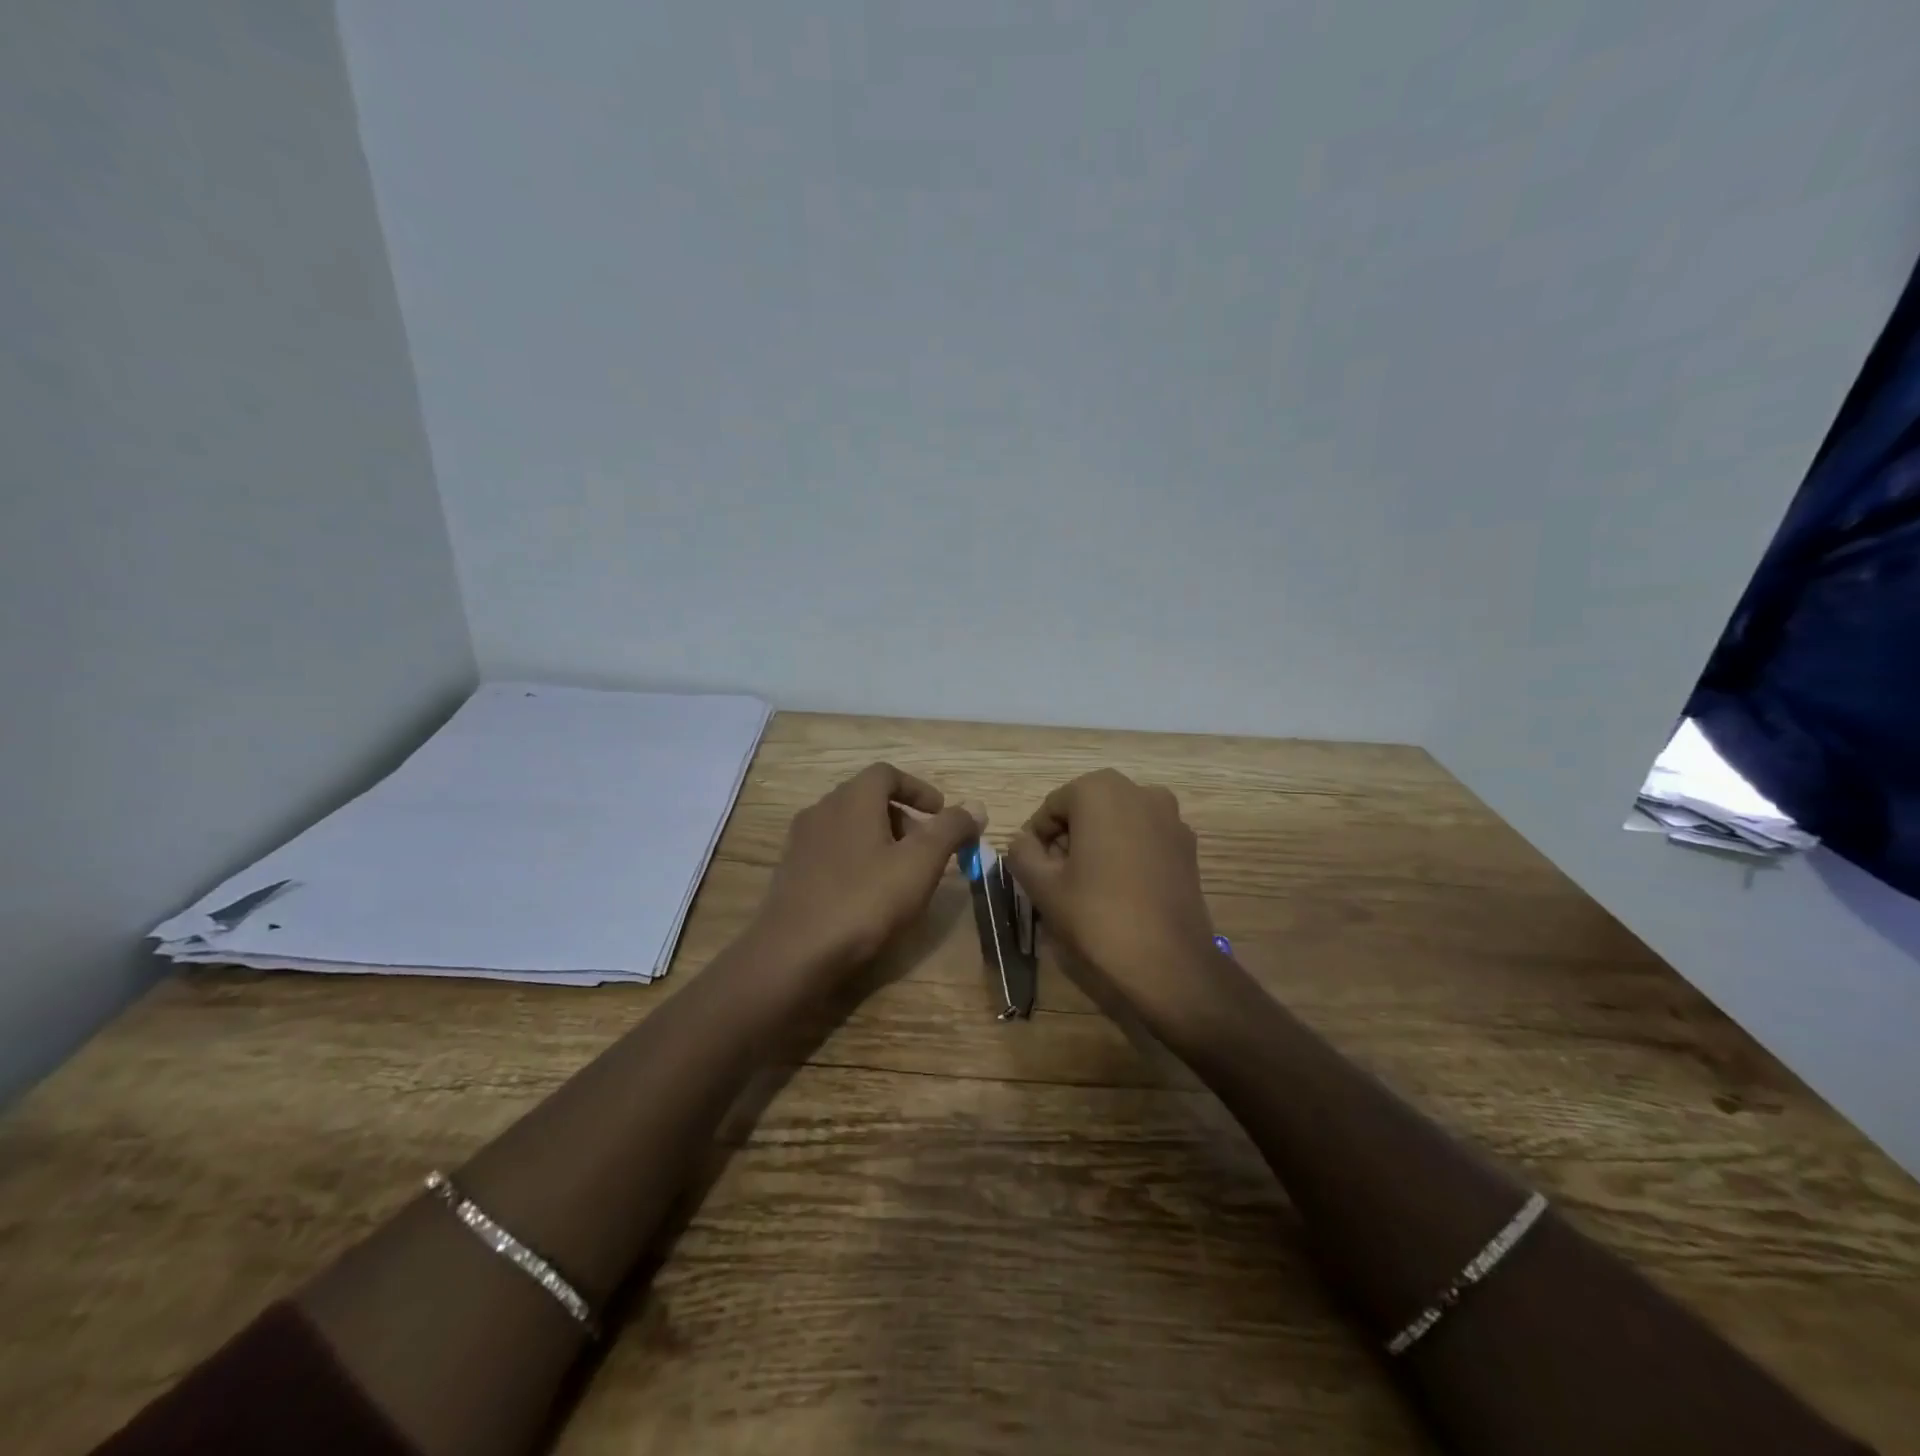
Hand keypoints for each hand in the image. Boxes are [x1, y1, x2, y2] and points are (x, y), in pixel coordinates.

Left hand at [752, 763, 982, 978]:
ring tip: (901, 875)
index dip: (919, 789)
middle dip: (903, 818)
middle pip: (868, 799)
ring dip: (880, 840)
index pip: (887, 774)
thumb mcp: (920, 864)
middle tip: (927, 850)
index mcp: (852, 798)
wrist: (794, 953)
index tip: (941, 813)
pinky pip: (832, 852)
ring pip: (849, 826)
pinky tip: (868, 895)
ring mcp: (801, 841)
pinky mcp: (791, 872)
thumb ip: (950, 830)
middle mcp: (822, 809)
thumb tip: (976, 807)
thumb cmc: (864, 900)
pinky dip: (857, 860)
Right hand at [1008, 770, 1227, 1032]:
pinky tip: (1121, 892)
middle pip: (1087, 810)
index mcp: (1099, 790)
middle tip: (1058, 880)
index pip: (1052, 808)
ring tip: (1088, 888)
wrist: (1168, 965)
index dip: (1038, 840)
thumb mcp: (1042, 886)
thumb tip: (1024, 842)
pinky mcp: (1188, 847)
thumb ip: (1022, 853)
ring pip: (1117, 823)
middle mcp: (1139, 791)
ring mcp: (1170, 817)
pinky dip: (1127, 855)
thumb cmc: (1097, 917)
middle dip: (1069, 839)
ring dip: (1098, 845)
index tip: (1035, 872)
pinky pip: (1144, 839)